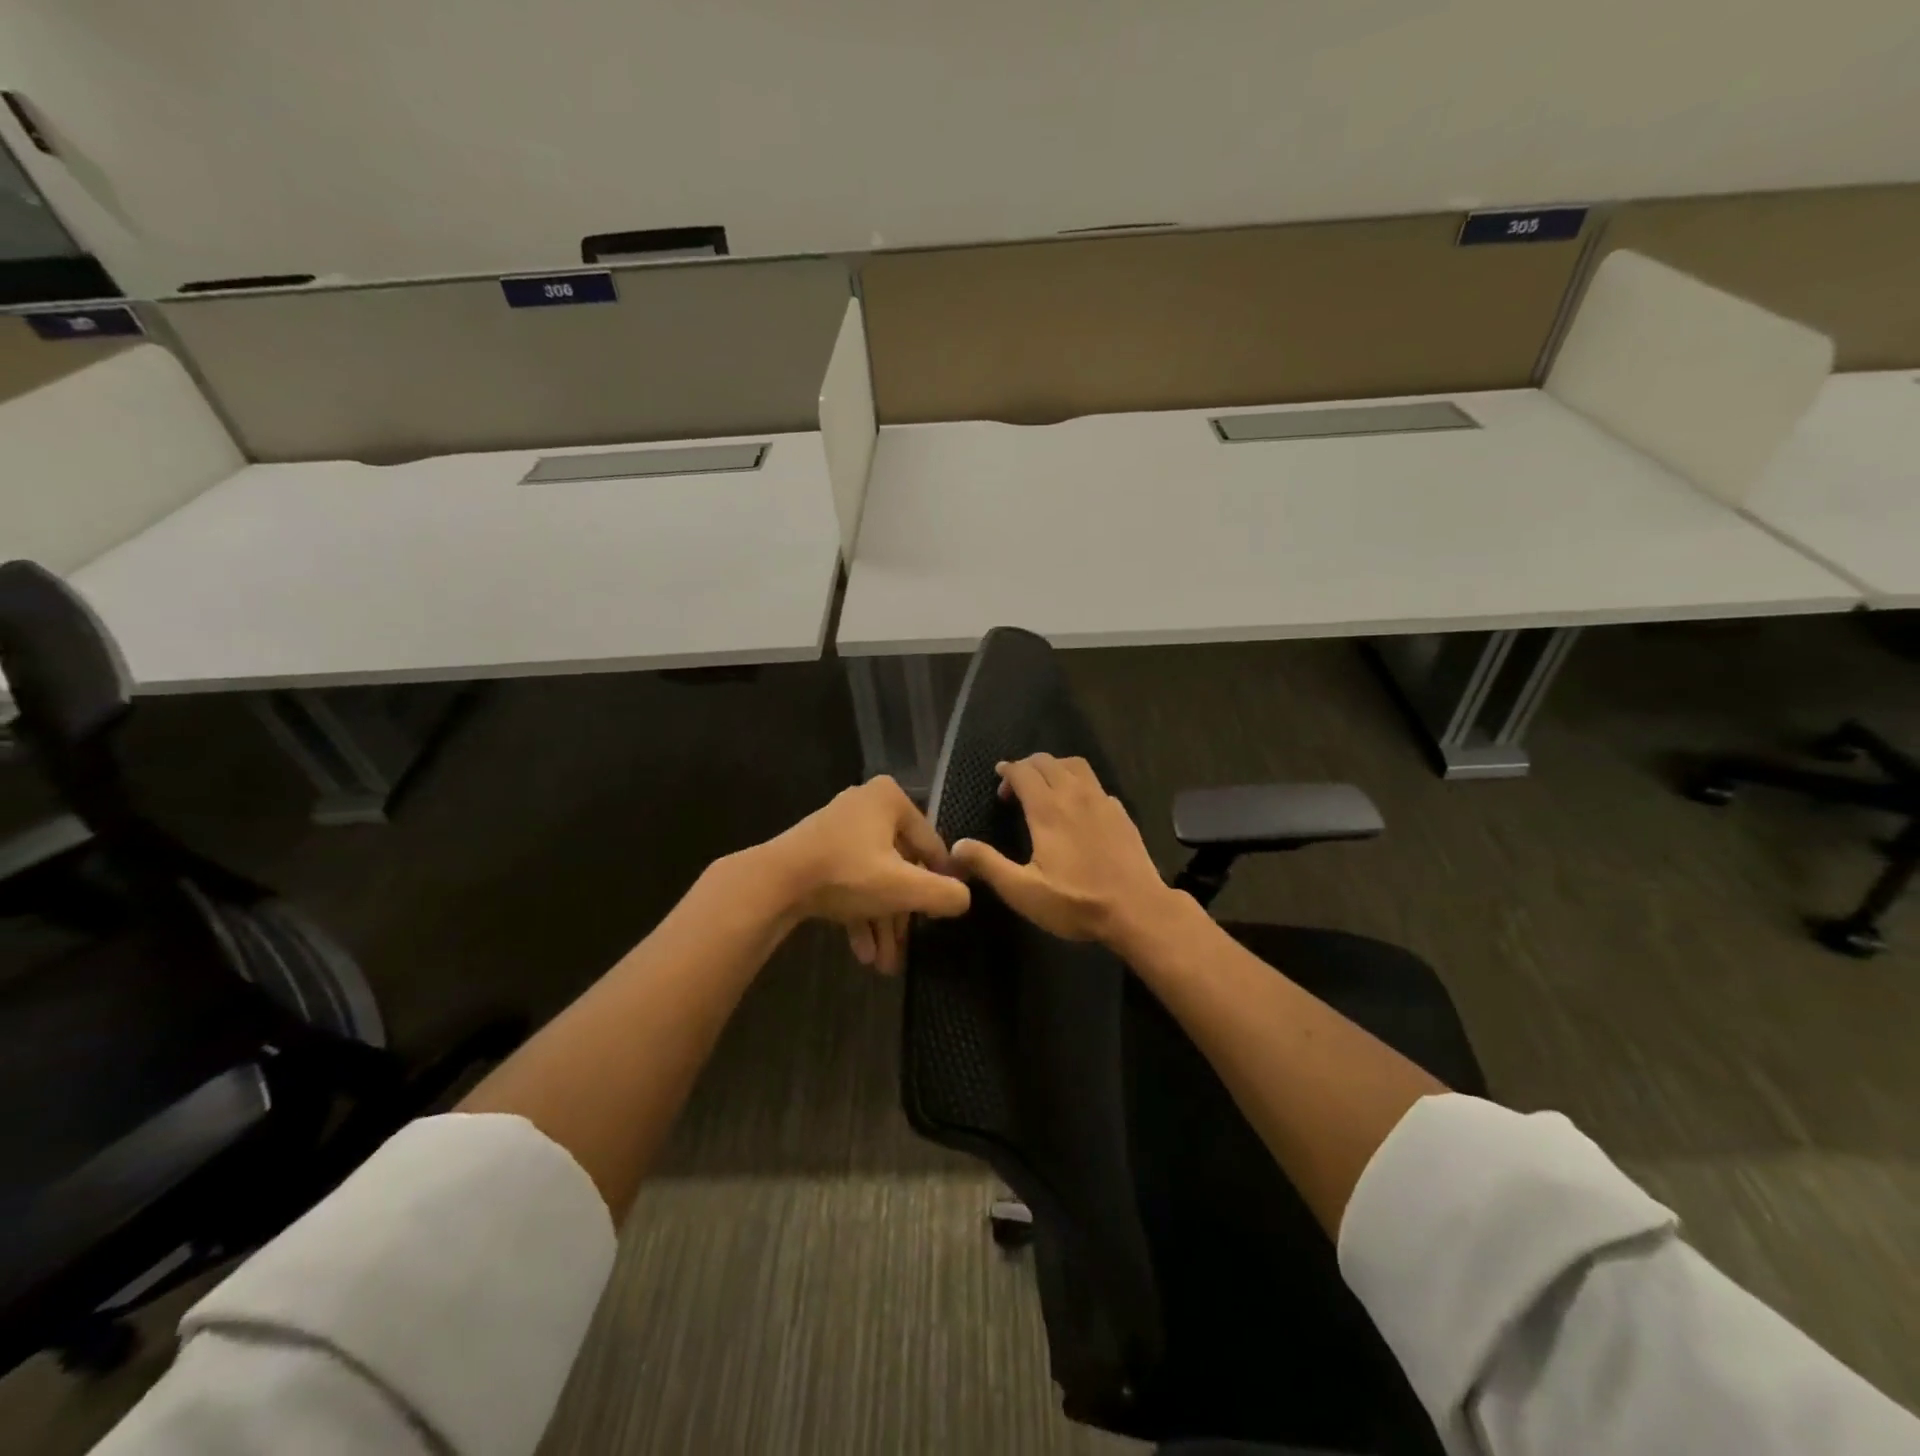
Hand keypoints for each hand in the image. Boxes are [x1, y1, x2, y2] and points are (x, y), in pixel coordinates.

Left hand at [756, 775, 969, 972]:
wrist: (774, 882)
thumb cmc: (847, 873)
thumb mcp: (904, 887)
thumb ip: (944, 894)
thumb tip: (965, 899)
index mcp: (890, 799)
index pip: (931, 845)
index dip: (940, 882)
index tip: (942, 915)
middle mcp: (866, 806)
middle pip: (900, 866)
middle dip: (902, 915)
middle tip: (908, 950)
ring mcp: (839, 828)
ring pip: (874, 879)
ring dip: (881, 922)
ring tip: (885, 964)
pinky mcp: (818, 852)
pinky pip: (850, 881)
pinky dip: (859, 914)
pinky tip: (863, 952)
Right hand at [950, 755, 1177, 944]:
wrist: (1137, 909)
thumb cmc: (1076, 902)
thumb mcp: (1023, 891)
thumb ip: (988, 864)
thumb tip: (956, 846)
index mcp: (1048, 809)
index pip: (1023, 771)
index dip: (1008, 771)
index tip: (999, 780)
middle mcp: (1075, 795)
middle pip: (1048, 761)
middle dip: (1028, 766)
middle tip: (1016, 787)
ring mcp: (1102, 801)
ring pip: (1075, 765)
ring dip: (1055, 768)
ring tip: (1045, 787)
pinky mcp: (1121, 812)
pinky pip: (1095, 784)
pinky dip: (1078, 784)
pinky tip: (1077, 807)